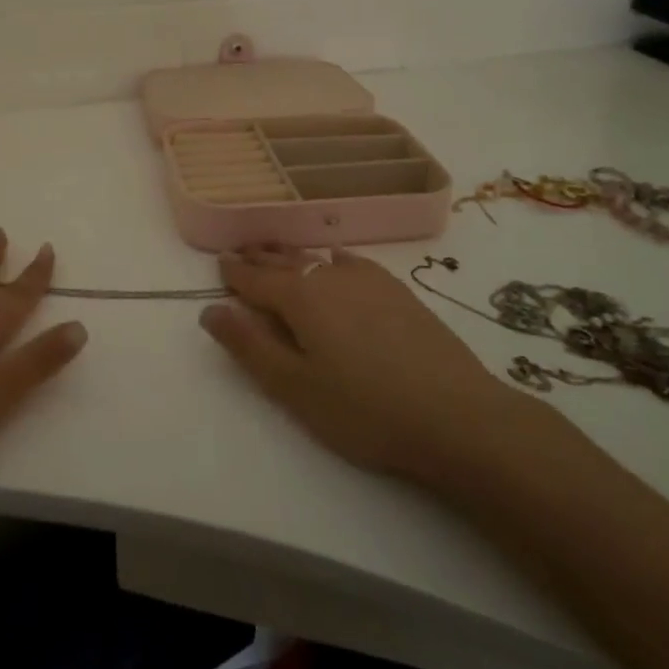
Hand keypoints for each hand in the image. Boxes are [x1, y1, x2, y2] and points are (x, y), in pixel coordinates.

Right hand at [200, 246, 513, 483]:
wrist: (457, 416)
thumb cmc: (364, 409)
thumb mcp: (294, 387)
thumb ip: (249, 346)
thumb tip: (210, 310)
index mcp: (300, 297)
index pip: (255, 278)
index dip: (234, 272)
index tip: (218, 261)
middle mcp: (330, 276)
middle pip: (285, 262)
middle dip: (260, 258)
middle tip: (241, 252)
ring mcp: (369, 280)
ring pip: (318, 259)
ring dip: (293, 257)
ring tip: (279, 255)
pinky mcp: (398, 291)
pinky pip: (352, 263)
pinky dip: (333, 260)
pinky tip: (336, 260)